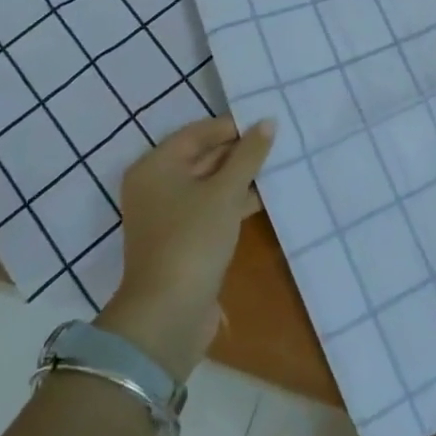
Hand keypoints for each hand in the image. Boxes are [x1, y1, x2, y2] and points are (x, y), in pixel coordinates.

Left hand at [95, 116, 274, 380]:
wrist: (168, 313)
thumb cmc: (193, 239)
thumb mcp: (225, 191)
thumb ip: (248, 154)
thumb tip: (267, 122)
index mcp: (156, 166)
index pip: (198, 132)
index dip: (233, 126)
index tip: (268, 123)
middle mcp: (156, 185)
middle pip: (202, 156)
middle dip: (239, 151)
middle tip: (279, 141)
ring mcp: (168, 215)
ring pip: (210, 184)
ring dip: (241, 177)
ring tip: (280, 165)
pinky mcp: (182, 239)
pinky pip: (211, 207)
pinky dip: (235, 200)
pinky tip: (266, 197)